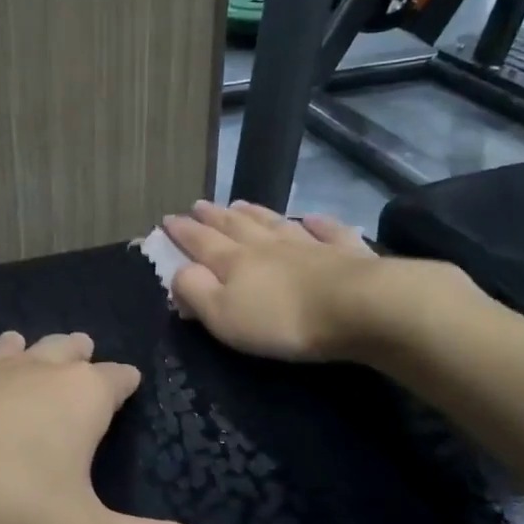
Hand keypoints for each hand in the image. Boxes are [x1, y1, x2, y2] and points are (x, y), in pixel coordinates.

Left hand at [0, 330, 230, 523]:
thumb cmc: (2, 505)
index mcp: (76, 398)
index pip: (116, 378)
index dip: (126, 381)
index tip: (132, 381)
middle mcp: (27, 374)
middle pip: (61, 351)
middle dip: (75, 353)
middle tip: (82, 351)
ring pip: (1, 355)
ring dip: (13, 355)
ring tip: (17, 350)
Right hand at [162, 200, 382, 361]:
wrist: (356, 307)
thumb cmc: (281, 319)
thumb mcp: (223, 315)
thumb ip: (195, 291)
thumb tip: (178, 272)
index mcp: (235, 262)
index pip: (201, 242)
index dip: (183, 232)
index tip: (167, 219)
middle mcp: (268, 246)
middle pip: (236, 226)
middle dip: (213, 216)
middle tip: (198, 204)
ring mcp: (308, 244)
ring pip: (275, 223)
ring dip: (255, 213)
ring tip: (239, 203)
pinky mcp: (345, 253)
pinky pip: (328, 231)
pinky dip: (317, 223)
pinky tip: (311, 218)